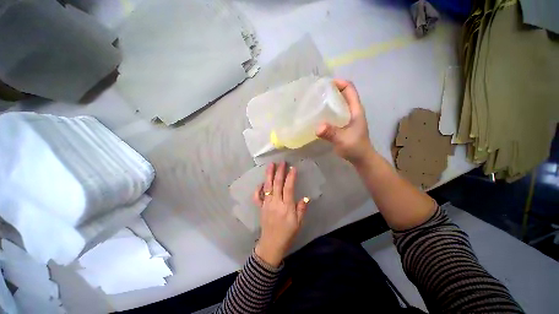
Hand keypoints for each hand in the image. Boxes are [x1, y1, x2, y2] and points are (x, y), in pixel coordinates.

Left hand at [252, 162, 308, 266]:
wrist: (271, 244)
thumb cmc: (287, 234)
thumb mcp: (299, 223)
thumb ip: (301, 209)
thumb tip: (306, 197)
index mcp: (286, 206)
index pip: (288, 188)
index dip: (290, 177)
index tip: (292, 168)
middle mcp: (275, 202)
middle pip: (277, 184)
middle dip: (279, 172)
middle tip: (282, 162)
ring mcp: (266, 204)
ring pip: (267, 187)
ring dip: (269, 175)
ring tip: (270, 165)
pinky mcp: (261, 207)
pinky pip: (257, 197)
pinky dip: (258, 189)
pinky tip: (260, 183)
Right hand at [316, 79, 373, 164]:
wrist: (361, 158)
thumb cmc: (355, 147)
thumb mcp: (343, 140)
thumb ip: (332, 133)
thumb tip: (318, 127)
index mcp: (355, 110)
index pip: (350, 89)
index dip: (339, 83)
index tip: (325, 84)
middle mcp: (352, 111)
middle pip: (343, 94)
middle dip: (331, 91)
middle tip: (316, 93)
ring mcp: (347, 118)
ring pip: (338, 104)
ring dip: (328, 101)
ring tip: (315, 102)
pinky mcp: (342, 124)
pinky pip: (334, 113)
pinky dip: (327, 111)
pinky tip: (318, 115)